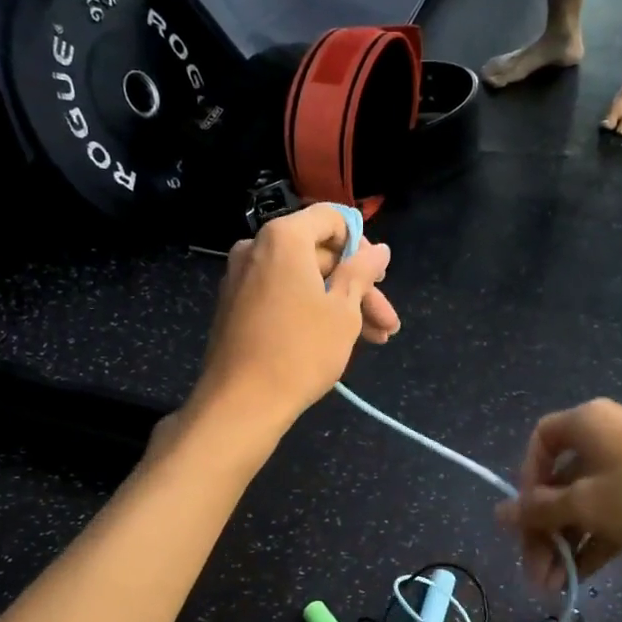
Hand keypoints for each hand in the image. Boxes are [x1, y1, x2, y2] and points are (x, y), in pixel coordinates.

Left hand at [193, 204, 398, 430]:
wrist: (241, 402)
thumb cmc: (301, 350)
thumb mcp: (343, 310)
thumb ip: (362, 272)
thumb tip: (379, 249)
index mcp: (283, 238)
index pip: (331, 218)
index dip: (362, 245)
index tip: (379, 278)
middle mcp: (256, 248)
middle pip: (319, 254)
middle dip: (358, 287)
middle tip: (386, 322)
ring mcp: (241, 278)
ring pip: (303, 280)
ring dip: (340, 304)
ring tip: (375, 339)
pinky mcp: (235, 306)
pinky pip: (281, 295)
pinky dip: (310, 310)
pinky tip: (338, 339)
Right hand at [496, 398, 621, 588]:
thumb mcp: (586, 504)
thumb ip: (540, 510)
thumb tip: (499, 513)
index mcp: (587, 423)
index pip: (540, 441)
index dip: (526, 478)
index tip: (525, 516)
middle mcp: (605, 438)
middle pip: (559, 480)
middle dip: (544, 528)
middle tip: (534, 571)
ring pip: (583, 503)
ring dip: (565, 543)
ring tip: (551, 587)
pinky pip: (608, 516)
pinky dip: (592, 544)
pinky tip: (576, 580)